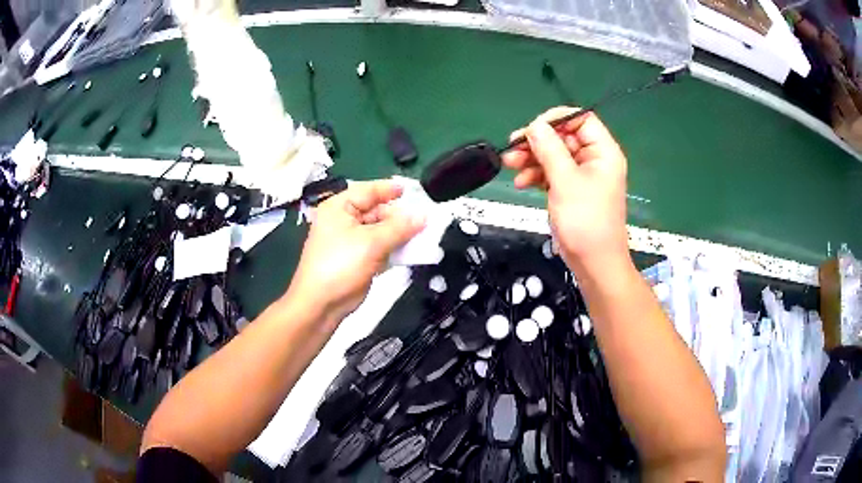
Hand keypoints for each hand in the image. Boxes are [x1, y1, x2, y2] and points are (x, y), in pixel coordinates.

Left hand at [287, 180, 424, 320]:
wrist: (321, 304)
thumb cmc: (341, 265)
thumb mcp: (372, 242)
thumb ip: (399, 227)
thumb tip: (423, 216)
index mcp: (339, 208)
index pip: (368, 190)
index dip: (390, 190)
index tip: (413, 191)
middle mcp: (344, 220)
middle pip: (376, 211)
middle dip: (400, 217)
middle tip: (426, 220)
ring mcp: (351, 241)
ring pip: (380, 231)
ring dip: (400, 234)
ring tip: (424, 235)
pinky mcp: (358, 259)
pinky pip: (380, 248)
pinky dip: (394, 249)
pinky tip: (412, 252)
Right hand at [502, 107, 629, 271]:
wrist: (593, 263)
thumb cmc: (585, 221)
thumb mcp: (565, 181)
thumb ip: (549, 149)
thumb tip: (534, 126)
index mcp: (603, 152)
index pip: (581, 119)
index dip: (556, 119)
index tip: (532, 129)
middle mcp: (594, 159)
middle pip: (563, 137)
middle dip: (537, 142)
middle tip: (512, 148)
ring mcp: (582, 175)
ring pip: (554, 155)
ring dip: (532, 159)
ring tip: (510, 166)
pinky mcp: (572, 190)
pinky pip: (552, 173)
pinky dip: (536, 175)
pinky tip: (521, 182)